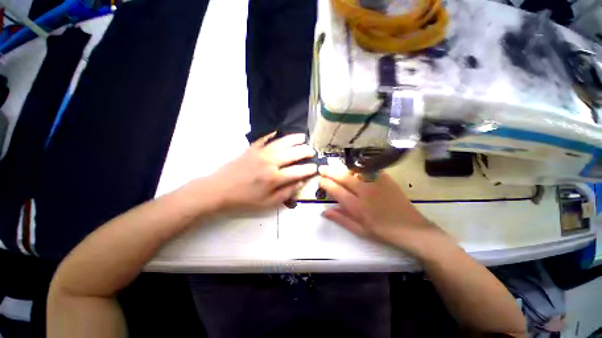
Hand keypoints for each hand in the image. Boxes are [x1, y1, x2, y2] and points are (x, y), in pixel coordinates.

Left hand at [204, 132, 316, 213]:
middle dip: (305, 151)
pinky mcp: (252, 149)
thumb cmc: (244, 200)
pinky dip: (273, 135)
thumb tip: (300, 182)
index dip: (309, 169)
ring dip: (294, 139)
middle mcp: (270, 162)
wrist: (218, 190)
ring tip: (303, 137)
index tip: (315, 167)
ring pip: (282, 142)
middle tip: (312, 151)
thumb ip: (286, 193)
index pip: (298, 171)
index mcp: (275, 177)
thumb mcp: (267, 203)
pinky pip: (265, 139)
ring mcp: (261, 153)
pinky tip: (279, 132)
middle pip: (293, 153)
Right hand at [318, 165, 447, 254]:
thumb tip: (324, 212)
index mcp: (357, 207)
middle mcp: (364, 192)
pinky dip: (359, 168)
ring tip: (336, 168)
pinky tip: (354, 169)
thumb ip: (341, 219)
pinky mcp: (386, 179)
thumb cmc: (383, 232)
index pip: (336, 190)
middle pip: (343, 177)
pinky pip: (369, 169)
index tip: (320, 180)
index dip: (326, 184)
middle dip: (330, 172)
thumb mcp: (360, 230)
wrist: (411, 229)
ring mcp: (376, 184)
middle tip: (322, 168)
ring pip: (355, 171)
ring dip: (343, 169)